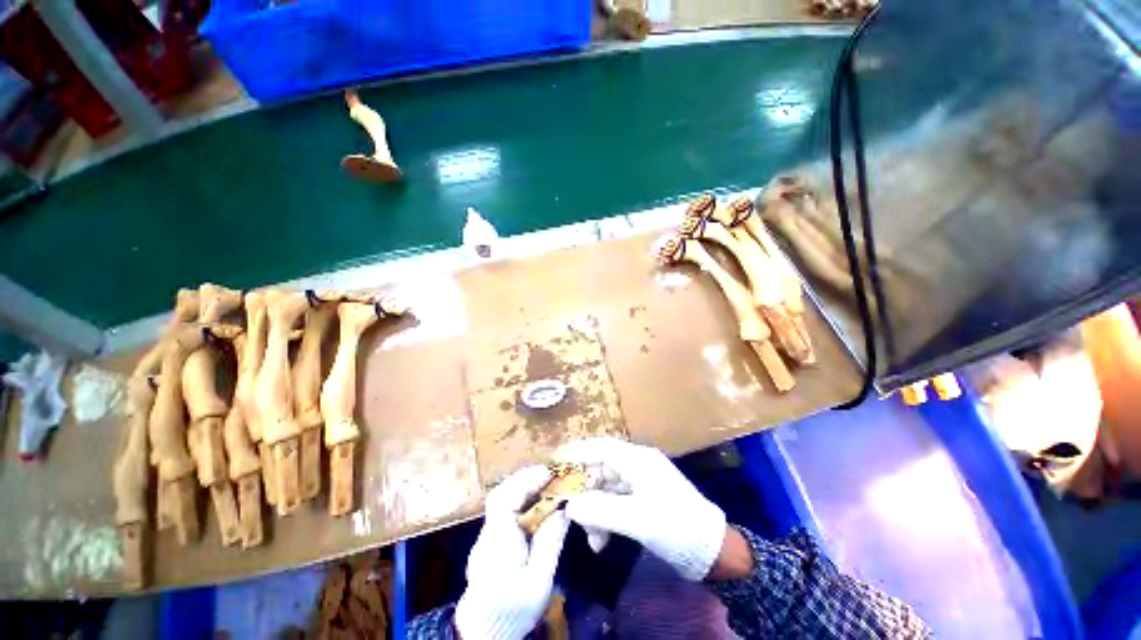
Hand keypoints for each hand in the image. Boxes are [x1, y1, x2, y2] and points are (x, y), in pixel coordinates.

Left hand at [455, 466, 569, 638]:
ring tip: (544, 483)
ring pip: (501, 500)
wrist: (484, 632)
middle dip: (524, 479)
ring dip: (522, 486)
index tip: (547, 473)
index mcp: (498, 540)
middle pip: (501, 494)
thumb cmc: (513, 609)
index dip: (525, 481)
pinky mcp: (489, 540)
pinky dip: (519, 499)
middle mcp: (488, 532)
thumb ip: (550, 543)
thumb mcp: (539, 581)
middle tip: (548, 474)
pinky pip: (503, 510)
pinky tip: (534, 502)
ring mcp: (486, 535)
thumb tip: (564, 509)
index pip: (505, 500)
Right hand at [554, 438, 728, 580]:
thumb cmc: (676, 527)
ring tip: (592, 540)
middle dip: (585, 492)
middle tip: (569, 511)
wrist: (713, 551)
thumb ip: (601, 510)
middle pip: (601, 469)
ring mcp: (641, 482)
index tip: (554, 458)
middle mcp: (637, 465)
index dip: (577, 451)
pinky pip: (616, 503)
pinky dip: (606, 519)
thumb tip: (570, 506)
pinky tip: (602, 541)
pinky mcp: (643, 500)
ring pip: (607, 489)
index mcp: (637, 460)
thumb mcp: (637, 520)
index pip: (601, 448)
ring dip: (595, 511)